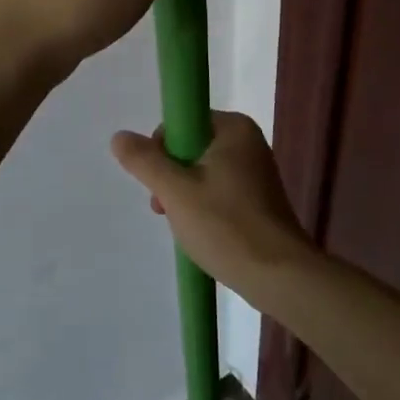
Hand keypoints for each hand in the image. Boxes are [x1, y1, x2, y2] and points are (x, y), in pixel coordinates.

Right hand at [109, 111, 310, 300]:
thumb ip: (144, 161)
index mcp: (234, 128)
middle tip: (166, 208)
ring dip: (184, 196)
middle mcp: (248, 142)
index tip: (160, 181)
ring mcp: (256, 172)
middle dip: (171, 177)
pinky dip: (204, 207)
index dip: (162, 148)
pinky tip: (201, 233)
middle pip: (190, 147)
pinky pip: (219, 191)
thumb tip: (119, 137)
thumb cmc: (226, 226)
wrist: (280, 277)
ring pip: (202, 172)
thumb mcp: (175, 191)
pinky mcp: (259, 200)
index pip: (182, 122)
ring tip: (183, 226)